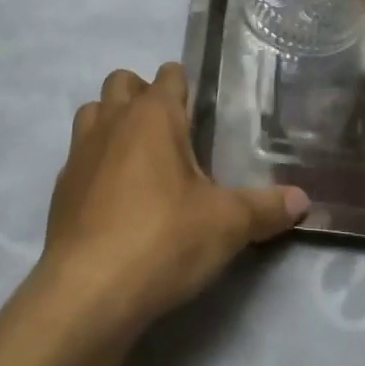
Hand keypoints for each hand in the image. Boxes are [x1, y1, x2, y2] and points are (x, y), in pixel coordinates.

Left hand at [35, 64, 308, 342]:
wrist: (87, 291)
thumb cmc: (163, 239)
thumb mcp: (226, 225)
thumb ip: (265, 208)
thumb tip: (303, 200)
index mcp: (153, 115)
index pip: (169, 74)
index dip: (185, 86)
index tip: (201, 111)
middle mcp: (112, 120)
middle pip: (122, 82)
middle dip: (143, 94)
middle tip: (170, 133)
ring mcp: (80, 152)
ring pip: (93, 112)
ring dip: (112, 122)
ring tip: (139, 158)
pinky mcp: (61, 187)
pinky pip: (79, 156)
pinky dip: (95, 163)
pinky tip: (114, 198)